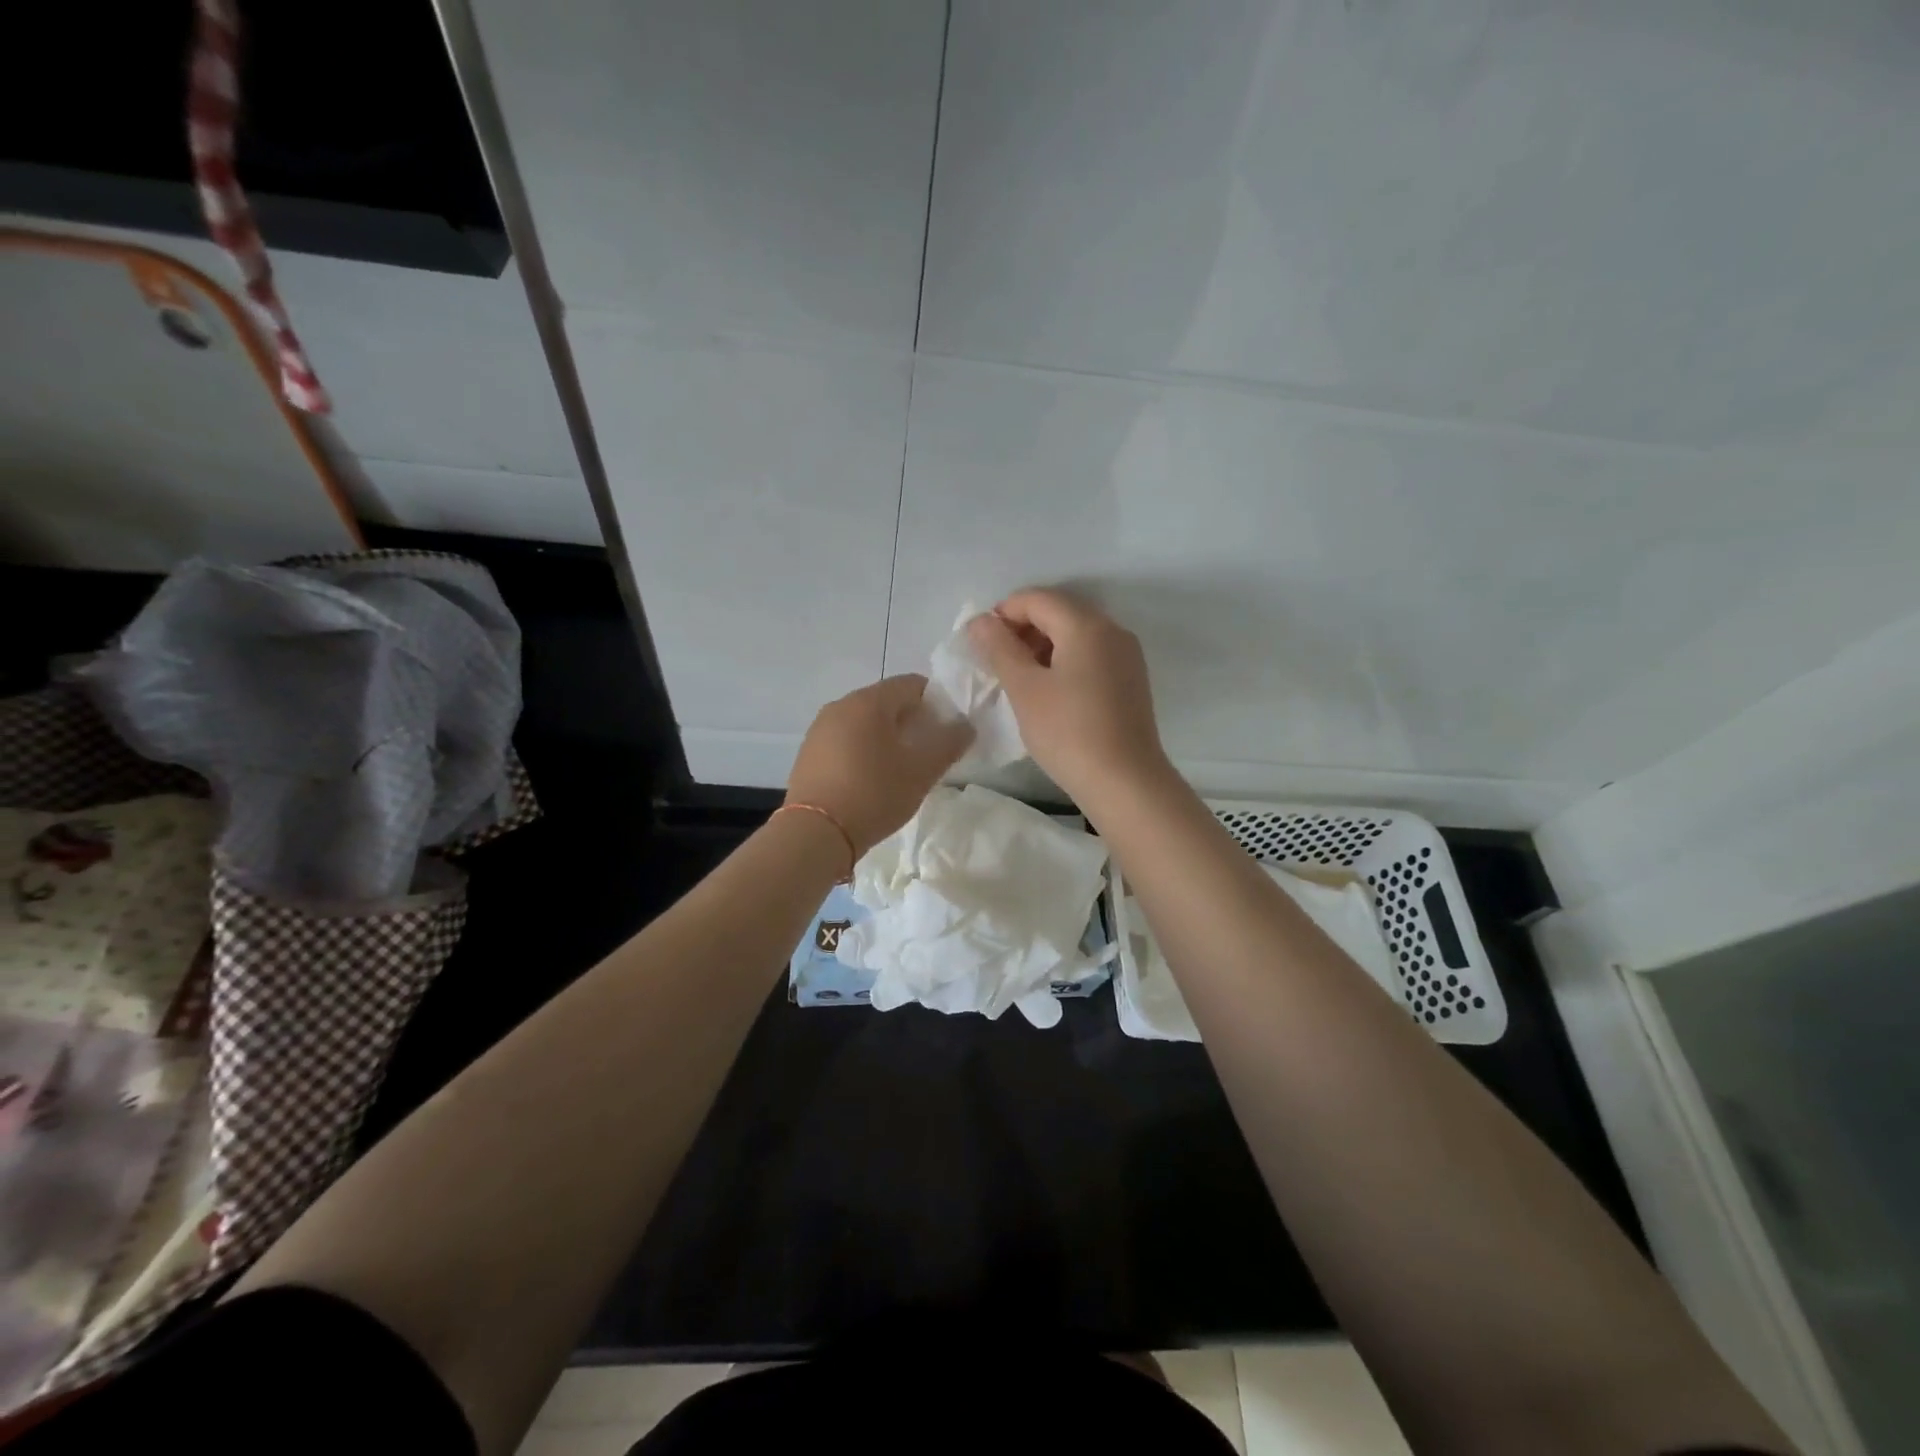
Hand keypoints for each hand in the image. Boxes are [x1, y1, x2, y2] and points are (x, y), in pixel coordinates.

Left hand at [786, 674, 973, 859]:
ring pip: (864, 722)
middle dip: (911, 721)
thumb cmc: (874, 794)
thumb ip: (948, 743)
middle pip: (886, 701)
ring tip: (900, 770)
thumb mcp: (921, 772)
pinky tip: (870, 780)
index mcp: (869, 701)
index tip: (946, 732)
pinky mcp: (808, 753)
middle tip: (927, 753)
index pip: (912, 684)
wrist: (816, 833)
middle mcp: (841, 705)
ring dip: (886, 737)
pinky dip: (863, 751)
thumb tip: (965, 726)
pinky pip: (844, 740)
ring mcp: (820, 729)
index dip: (936, 702)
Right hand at [966, 588, 1170, 806]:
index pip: (1037, 599)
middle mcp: (1112, 629)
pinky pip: (1091, 654)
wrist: (1125, 781)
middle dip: (1023, 628)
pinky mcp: (1131, 679)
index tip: (981, 644)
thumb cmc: (1067, 732)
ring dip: (1042, 645)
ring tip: (1019, 678)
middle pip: (1059, 611)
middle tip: (997, 662)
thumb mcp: (1024, 688)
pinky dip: (1065, 660)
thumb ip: (999, 648)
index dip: (1003, 613)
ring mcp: (1126, 655)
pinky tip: (1050, 691)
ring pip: (1075, 633)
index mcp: (1086, 625)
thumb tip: (980, 621)